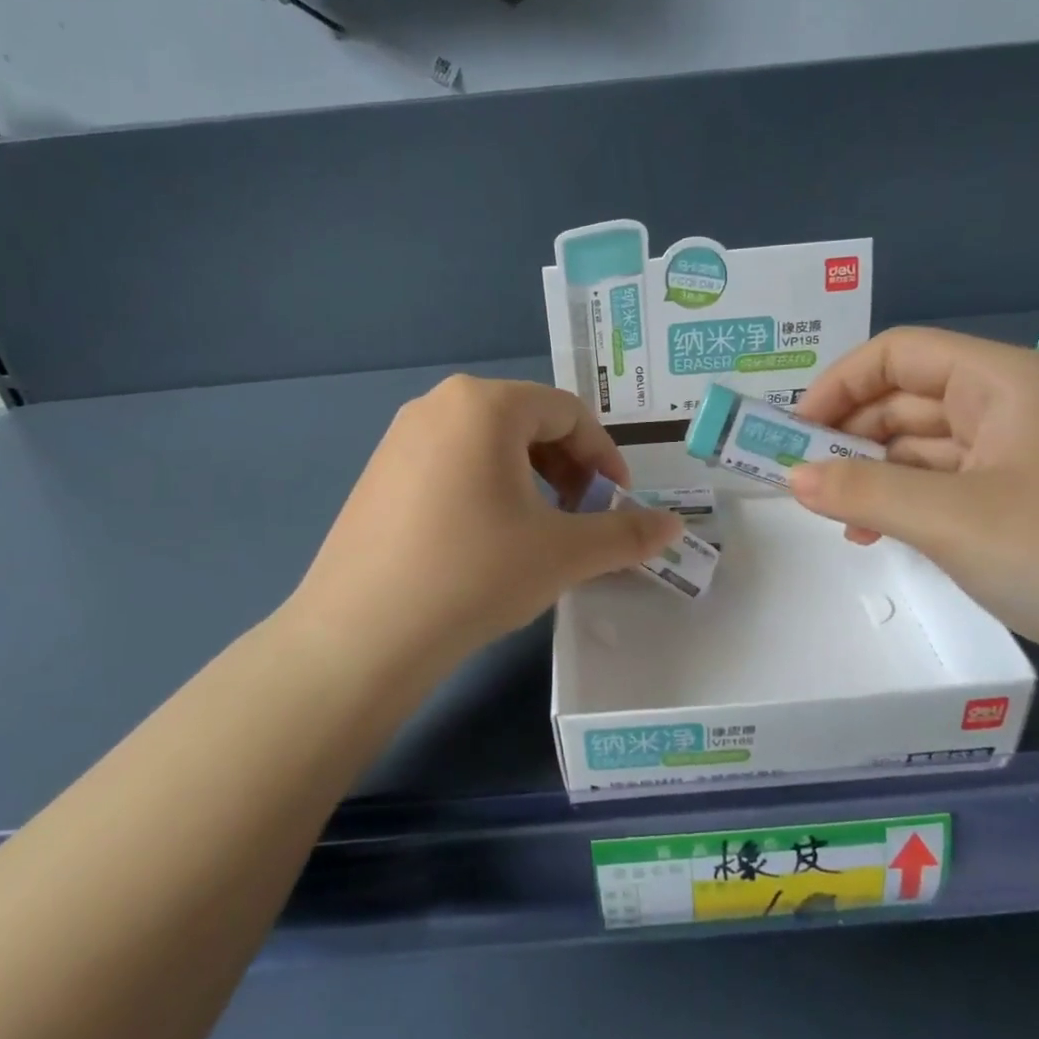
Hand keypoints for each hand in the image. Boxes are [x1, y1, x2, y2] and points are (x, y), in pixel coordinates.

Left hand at [293, 376, 681, 667]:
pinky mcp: (378, 473)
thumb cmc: (475, 574)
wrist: (363, 633)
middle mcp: (439, 404)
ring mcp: (400, 437)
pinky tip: (484, 540)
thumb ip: (626, 534)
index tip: (619, 503)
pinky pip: (450, 463)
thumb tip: (675, 527)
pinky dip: (485, 488)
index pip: (569, 413)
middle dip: (568, 468)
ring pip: (488, 444)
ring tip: (537, 531)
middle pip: (527, 422)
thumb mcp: (563, 553)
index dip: (605, 457)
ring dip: (529, 479)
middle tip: (581, 518)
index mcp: (485, 404)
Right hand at [788, 328, 1038, 696]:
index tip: (792, 432)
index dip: (838, 384)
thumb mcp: (950, 520)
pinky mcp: (1028, 500)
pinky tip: (877, 533)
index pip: (899, 353)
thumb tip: (791, 477)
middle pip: (909, 397)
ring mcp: (1024, 454)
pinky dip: (906, 500)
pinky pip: (948, 483)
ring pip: (925, 444)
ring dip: (873, 472)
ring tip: (833, 514)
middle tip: (800, 478)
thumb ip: (861, 492)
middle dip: (850, 432)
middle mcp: (1014, 404)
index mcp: (1004, 381)